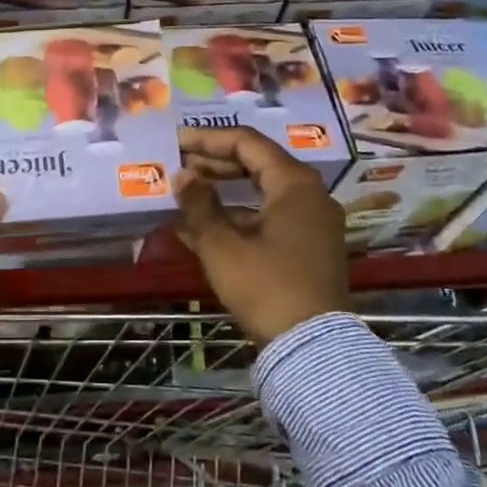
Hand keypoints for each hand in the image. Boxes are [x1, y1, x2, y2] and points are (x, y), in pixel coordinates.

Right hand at [175, 126, 348, 345]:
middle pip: (256, 165)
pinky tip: (200, 228)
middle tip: (177, 166)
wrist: (311, 347)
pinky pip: (268, 218)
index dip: (207, 139)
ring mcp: (312, 223)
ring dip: (221, 193)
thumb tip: (182, 176)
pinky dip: (236, 217)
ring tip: (182, 196)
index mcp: (294, 183)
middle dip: (213, 165)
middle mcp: (309, 195)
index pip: (246, 143)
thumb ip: (198, 204)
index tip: (175, 142)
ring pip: (260, 193)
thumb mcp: (222, 244)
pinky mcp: (307, 248)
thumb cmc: (265, 285)